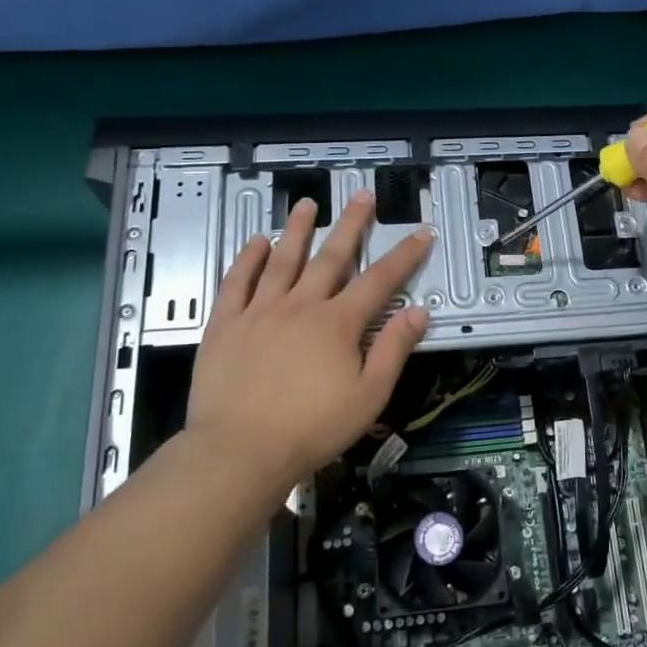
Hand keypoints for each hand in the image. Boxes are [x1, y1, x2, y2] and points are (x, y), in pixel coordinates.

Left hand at [176, 191, 432, 491]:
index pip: (379, 280)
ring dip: (297, 229)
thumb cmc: (312, 429)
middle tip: (362, 195)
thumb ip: (393, 350)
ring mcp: (260, 311)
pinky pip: (237, 282)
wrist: (240, 451)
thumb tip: (418, 312)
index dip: (404, 255)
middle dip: (351, 224)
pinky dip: (248, 259)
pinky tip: (256, 242)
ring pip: (282, 259)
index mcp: (338, 323)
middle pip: (331, 257)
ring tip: (306, 203)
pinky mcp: (225, 324)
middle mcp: (301, 306)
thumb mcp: (369, 396)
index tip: (420, 231)